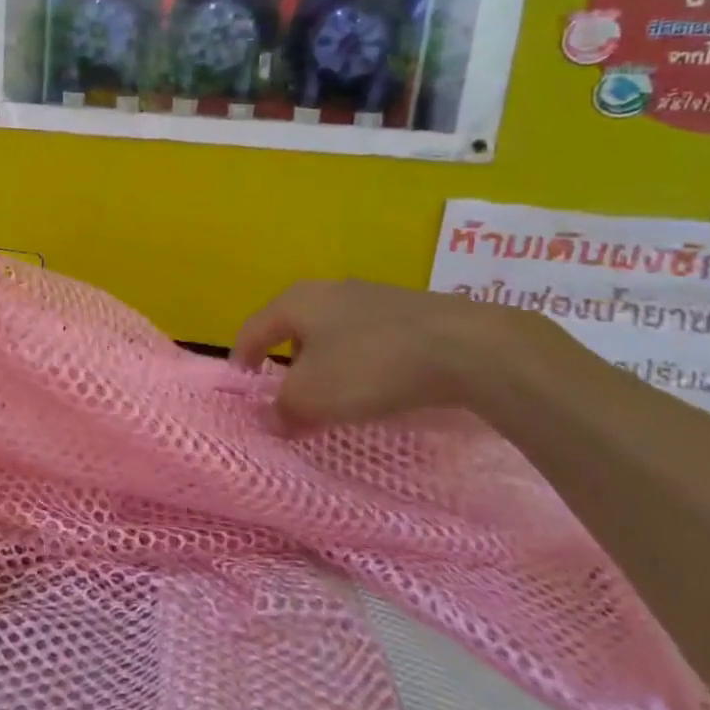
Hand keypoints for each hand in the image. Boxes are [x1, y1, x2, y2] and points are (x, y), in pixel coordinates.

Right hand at [233, 277, 550, 428]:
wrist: (467, 347)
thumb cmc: (370, 366)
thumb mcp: (313, 397)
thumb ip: (282, 410)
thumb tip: (269, 419)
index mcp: (297, 301)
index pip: (254, 328)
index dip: (242, 356)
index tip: (242, 381)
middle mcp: (330, 290)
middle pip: (294, 327)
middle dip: (286, 361)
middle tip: (288, 393)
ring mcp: (374, 297)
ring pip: (333, 332)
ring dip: (326, 362)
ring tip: (334, 394)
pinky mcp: (411, 312)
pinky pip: (369, 338)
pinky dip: (361, 361)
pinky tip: (377, 385)